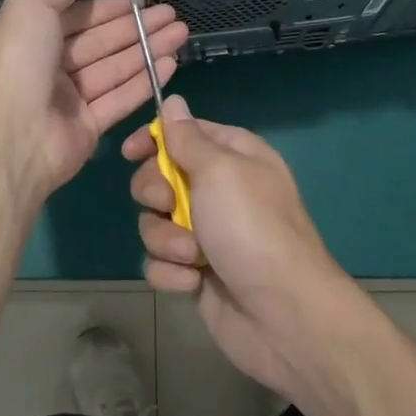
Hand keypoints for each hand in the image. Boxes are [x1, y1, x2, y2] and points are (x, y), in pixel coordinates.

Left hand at [0, 0, 186, 207]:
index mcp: (28, 35)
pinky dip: (145, 81)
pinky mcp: (87, 127)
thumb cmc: (17, 61)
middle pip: (100, 41)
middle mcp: (46, 65)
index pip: (76, 15)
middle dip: (136, 26)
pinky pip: (120, 99)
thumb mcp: (32, 7)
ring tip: (182, 33)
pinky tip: (171, 63)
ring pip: (114, 68)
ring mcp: (67, 98)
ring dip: (148, 50)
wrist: (10, 136)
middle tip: (172, 14)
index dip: (108, 6)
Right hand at [123, 97, 354, 400]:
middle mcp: (219, 190)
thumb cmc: (252, 228)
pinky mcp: (196, 273)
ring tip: (193, 256)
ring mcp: (207, 234)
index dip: (154, 139)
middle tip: (169, 206)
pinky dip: (171, 272)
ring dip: (166, 240)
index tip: (131, 152)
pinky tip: (193, 282)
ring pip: (155, 222)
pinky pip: (161, 261)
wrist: (284, 314)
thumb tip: (174, 101)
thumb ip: (187, 138)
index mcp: (233, 156)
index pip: (184, 133)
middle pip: (160, 177)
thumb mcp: (220, 170)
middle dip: (155, 194)